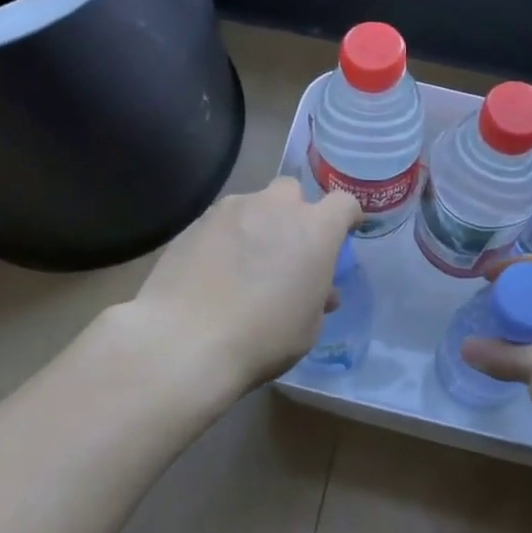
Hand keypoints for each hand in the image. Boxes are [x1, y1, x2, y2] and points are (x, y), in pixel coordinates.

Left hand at [129, 177, 360, 395]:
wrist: (186, 340)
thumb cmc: (263, 337)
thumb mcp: (308, 328)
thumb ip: (318, 297)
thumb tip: (321, 290)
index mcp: (314, 229)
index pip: (344, 204)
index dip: (346, 218)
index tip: (342, 236)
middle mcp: (275, 207)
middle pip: (292, 192)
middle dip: (293, 213)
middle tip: (285, 250)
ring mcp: (231, 209)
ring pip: (252, 206)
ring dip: (256, 226)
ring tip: (242, 265)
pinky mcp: (195, 222)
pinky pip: (220, 223)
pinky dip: (224, 239)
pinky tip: (212, 272)